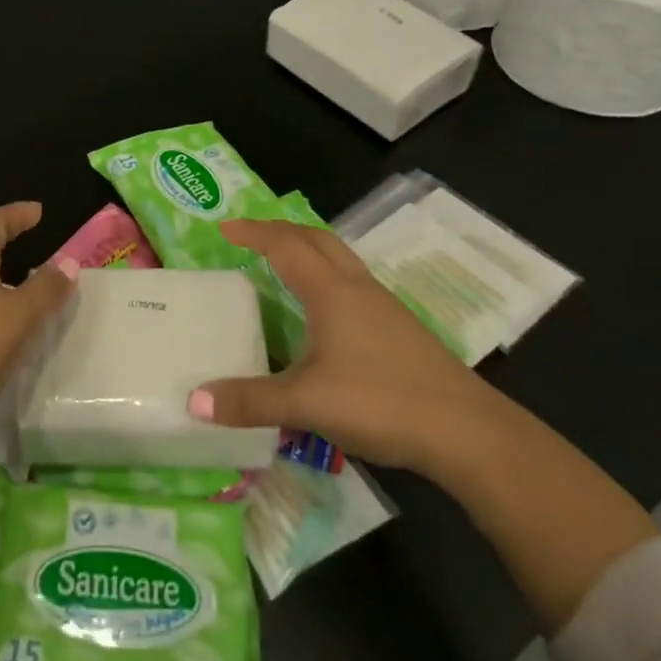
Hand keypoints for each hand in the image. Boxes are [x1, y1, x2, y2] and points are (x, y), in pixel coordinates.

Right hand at [187, 218, 496, 471]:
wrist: (467, 432)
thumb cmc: (380, 402)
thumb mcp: (305, 403)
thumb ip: (250, 401)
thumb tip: (194, 401)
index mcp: (330, 291)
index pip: (284, 245)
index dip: (252, 233)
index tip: (224, 228)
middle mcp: (356, 288)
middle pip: (317, 239)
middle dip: (281, 230)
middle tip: (250, 236)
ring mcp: (383, 307)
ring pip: (339, 259)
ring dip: (308, 250)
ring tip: (283, 264)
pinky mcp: (400, 329)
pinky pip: (353, 283)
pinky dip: (327, 277)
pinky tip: (323, 312)